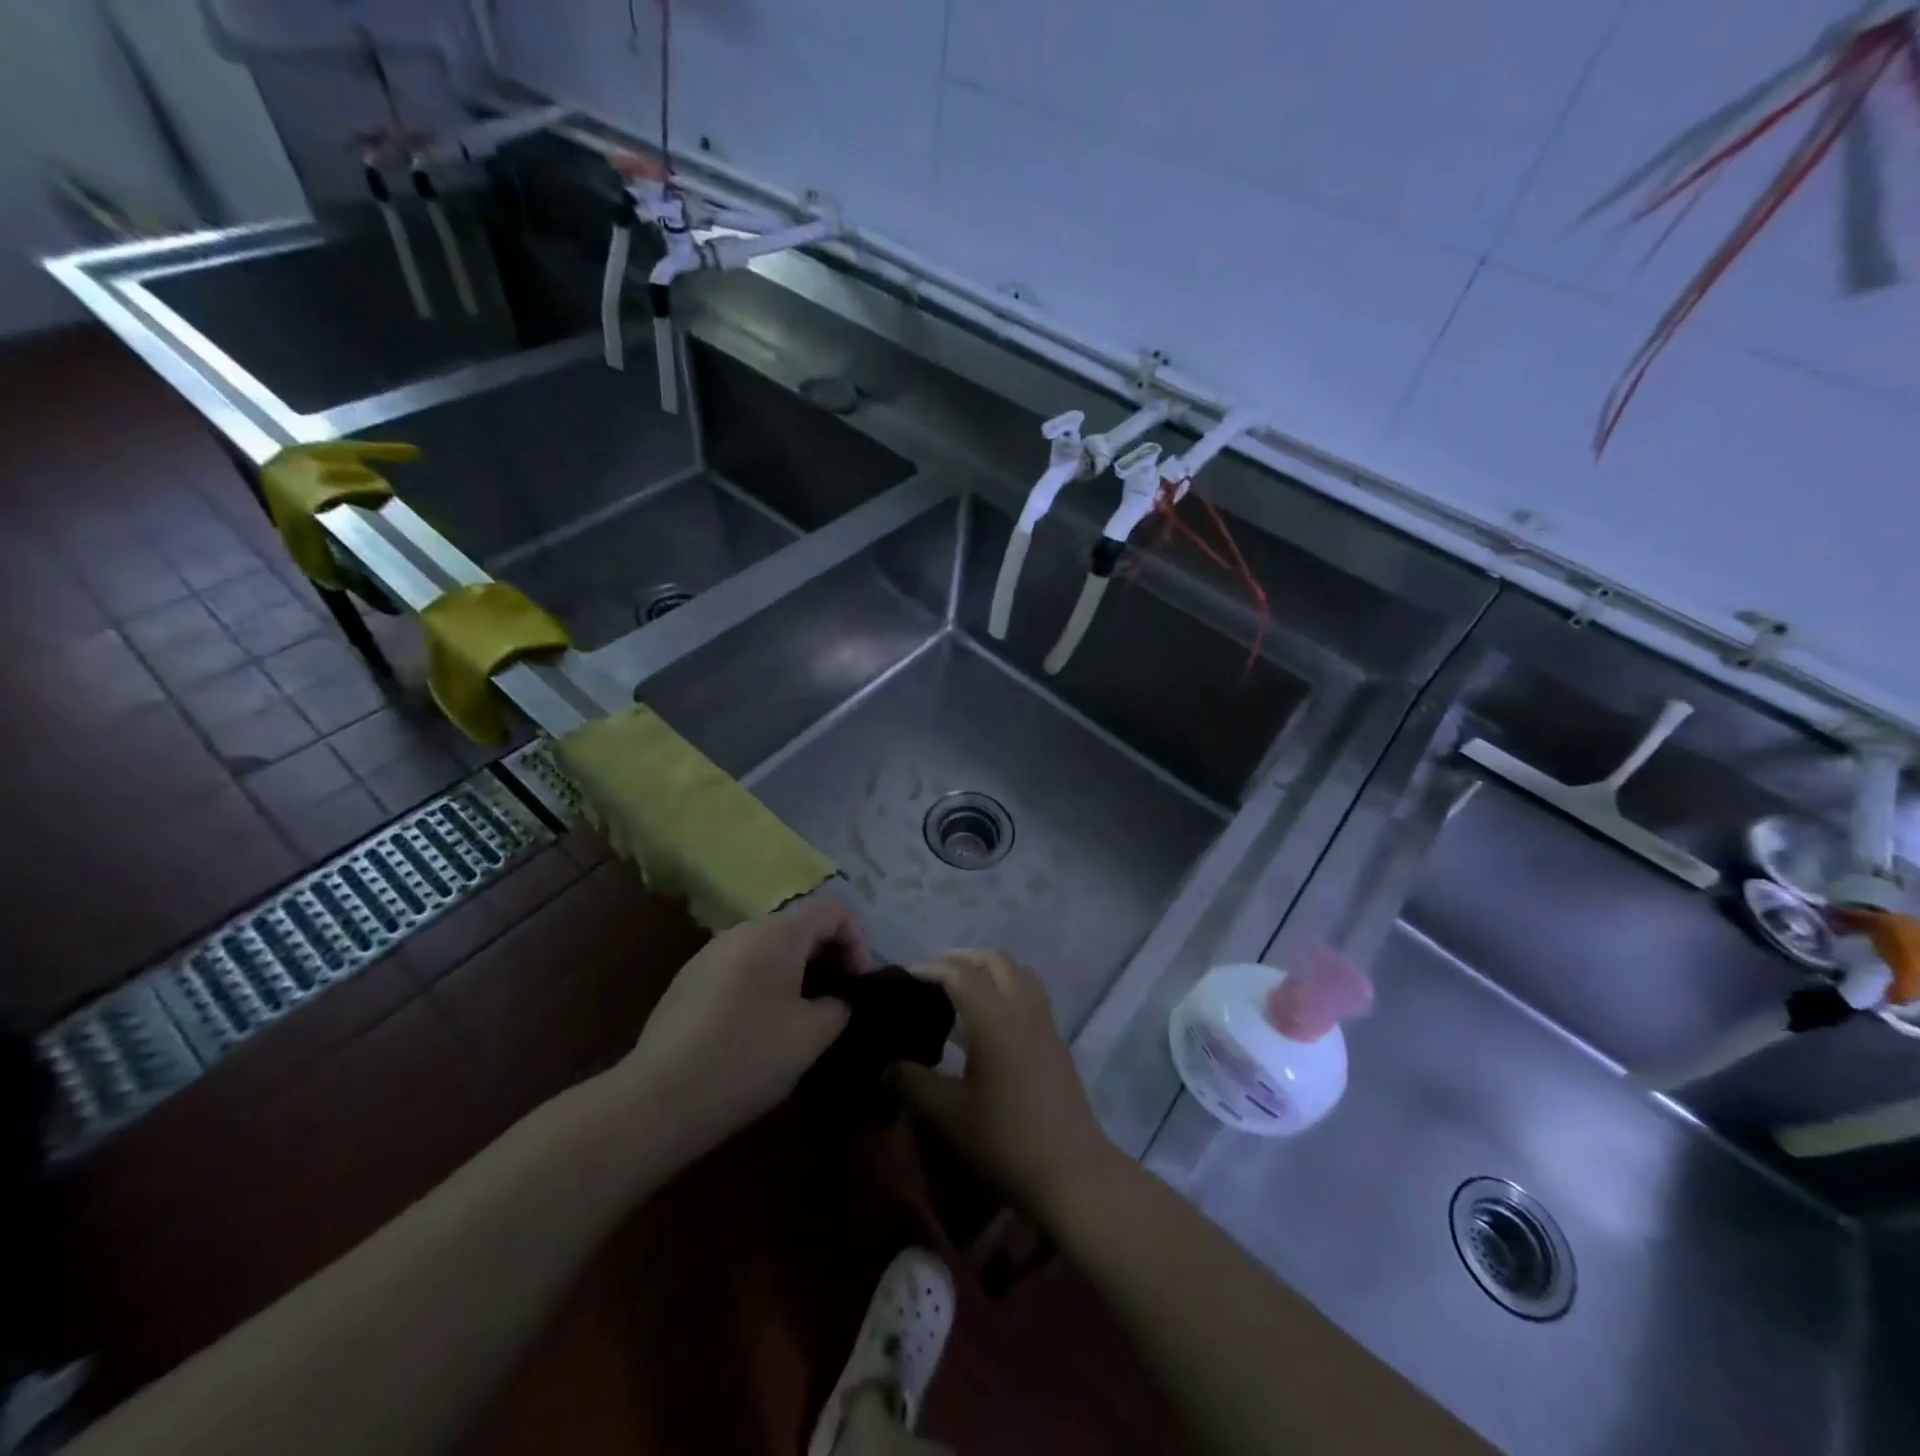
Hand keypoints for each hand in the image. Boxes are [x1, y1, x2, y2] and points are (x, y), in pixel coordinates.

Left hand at [618, 897, 858, 1157]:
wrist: (657, 1100)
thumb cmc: (746, 1058)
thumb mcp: (811, 1036)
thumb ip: (839, 1006)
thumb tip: (838, 1000)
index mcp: (777, 934)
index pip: (834, 910)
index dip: (858, 941)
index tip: (858, 985)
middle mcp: (742, 931)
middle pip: (801, 925)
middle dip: (829, 956)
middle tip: (837, 1002)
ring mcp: (711, 953)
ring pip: (770, 947)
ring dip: (797, 971)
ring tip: (802, 1016)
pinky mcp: (690, 980)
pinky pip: (743, 965)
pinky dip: (766, 982)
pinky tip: (759, 1028)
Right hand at [892, 950, 1121, 1217]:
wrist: (1071, 1172)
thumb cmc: (1005, 1141)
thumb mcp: (949, 1116)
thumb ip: (913, 1084)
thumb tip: (888, 1067)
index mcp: (994, 1020)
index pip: (960, 974)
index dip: (930, 968)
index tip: (905, 977)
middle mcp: (1023, 1009)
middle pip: (995, 960)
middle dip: (962, 958)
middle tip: (933, 974)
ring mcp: (1045, 1023)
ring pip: (1018, 973)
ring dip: (989, 969)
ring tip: (961, 989)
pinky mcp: (1055, 1041)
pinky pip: (1030, 994)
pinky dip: (1006, 988)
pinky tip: (988, 1021)